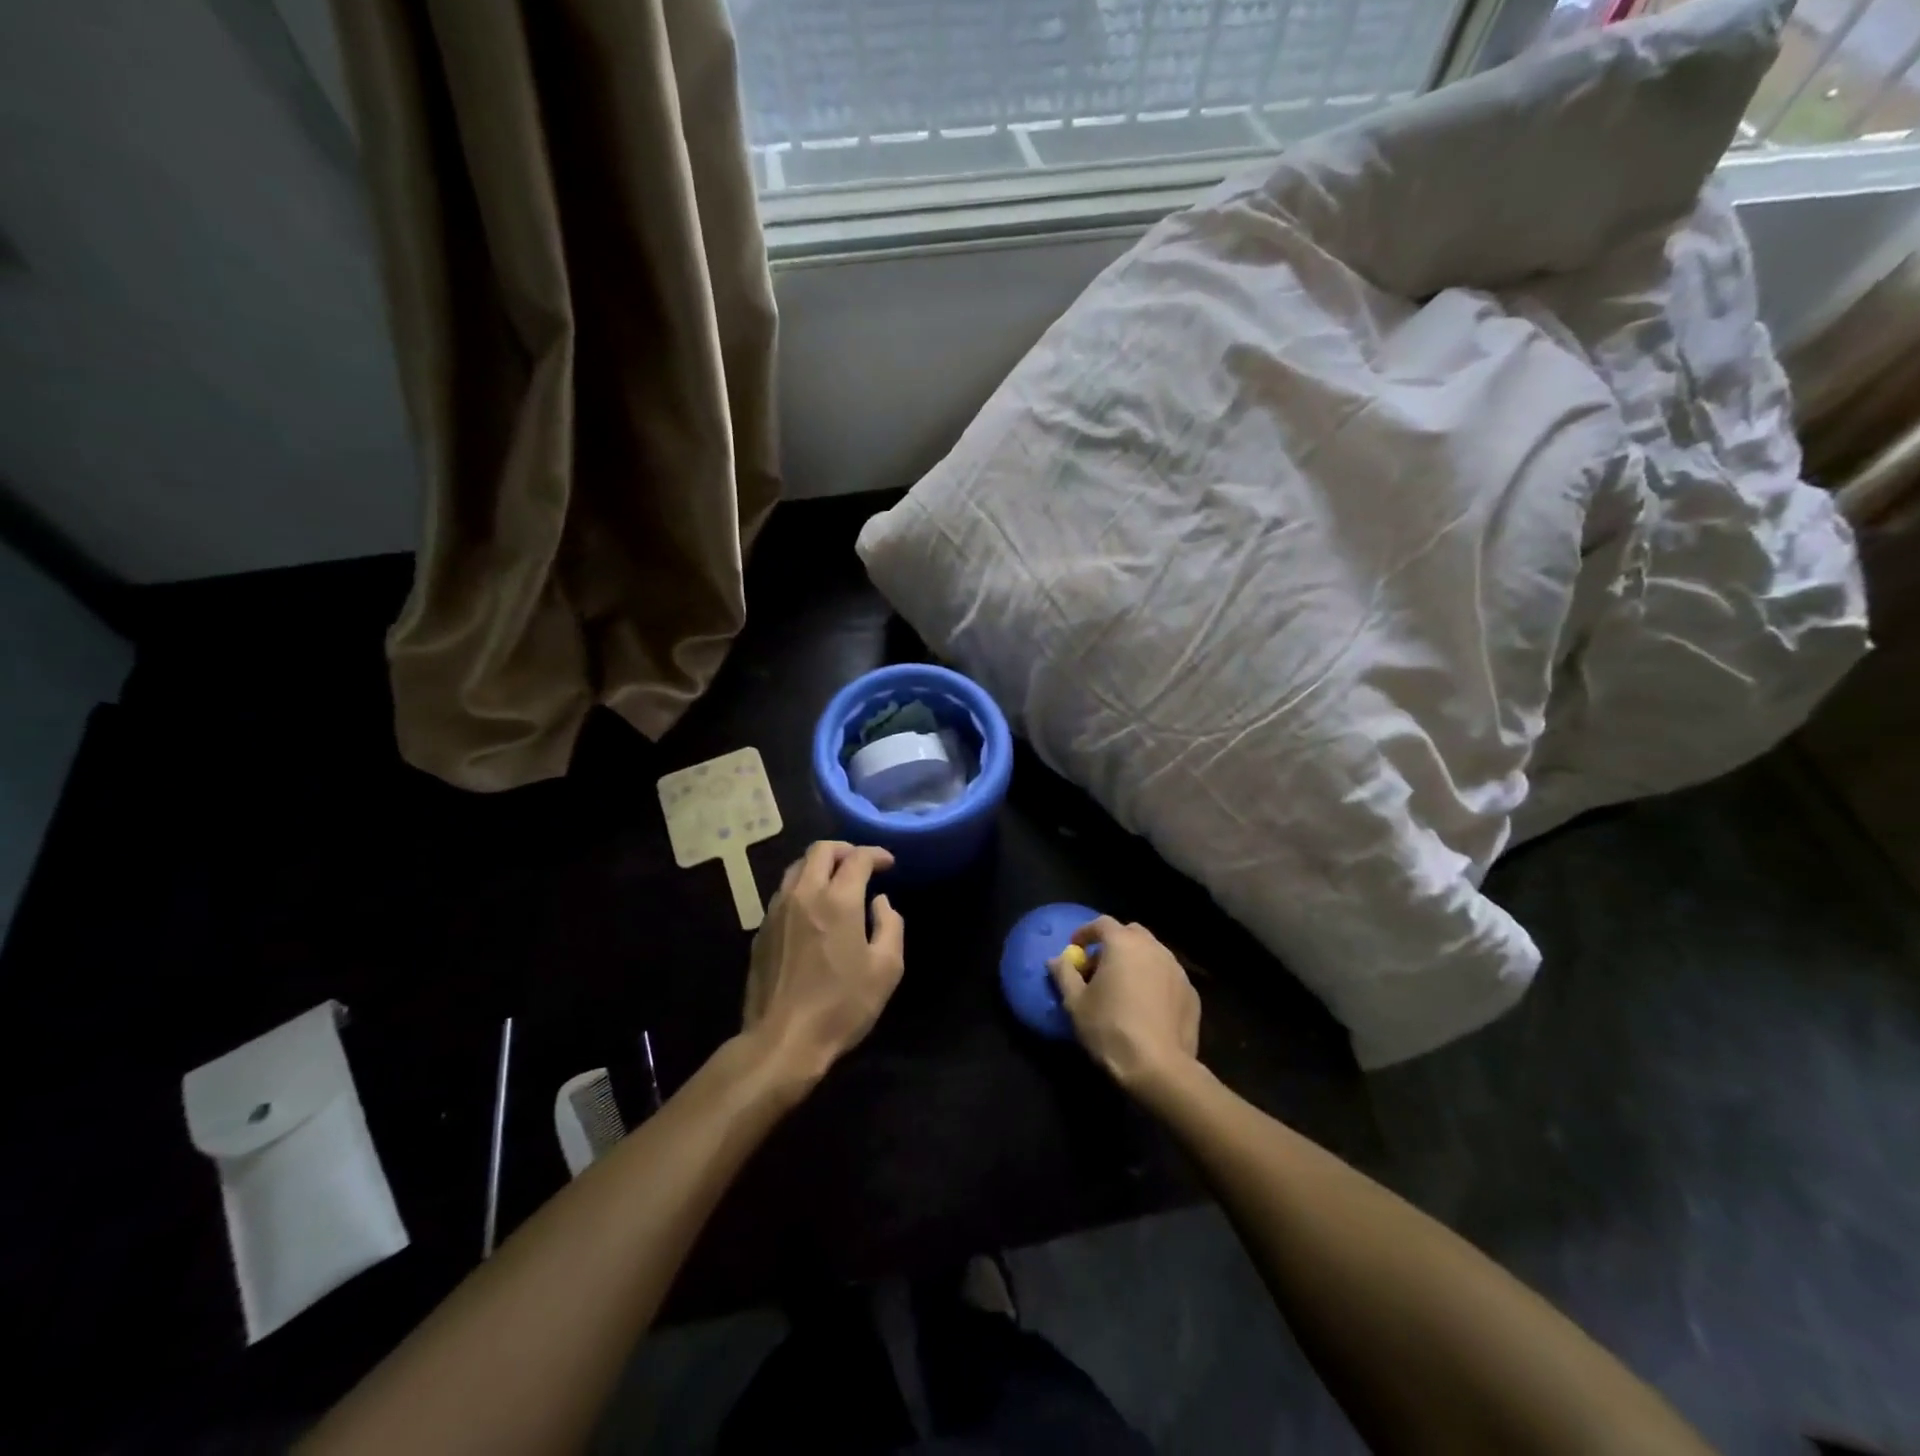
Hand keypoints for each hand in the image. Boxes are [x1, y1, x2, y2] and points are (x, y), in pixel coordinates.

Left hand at [743, 841, 905, 1081]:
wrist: (782, 1040)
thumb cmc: (842, 1006)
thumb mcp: (886, 969)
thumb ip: (890, 925)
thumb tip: (880, 902)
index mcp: (838, 900)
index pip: (857, 858)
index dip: (876, 854)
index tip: (888, 863)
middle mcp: (804, 894)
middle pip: (820, 850)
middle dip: (845, 850)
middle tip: (861, 864)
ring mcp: (777, 911)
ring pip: (797, 868)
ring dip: (820, 866)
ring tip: (836, 882)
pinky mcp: (761, 930)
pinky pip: (784, 893)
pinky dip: (803, 888)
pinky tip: (813, 910)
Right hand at [1049, 917, 1199, 1090]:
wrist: (1159, 1067)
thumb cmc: (1110, 1029)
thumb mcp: (1075, 1003)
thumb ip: (1064, 974)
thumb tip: (1056, 959)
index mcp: (1123, 944)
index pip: (1102, 923)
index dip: (1085, 933)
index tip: (1075, 948)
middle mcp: (1153, 948)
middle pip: (1131, 934)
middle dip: (1114, 944)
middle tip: (1100, 968)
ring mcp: (1176, 969)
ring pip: (1152, 953)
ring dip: (1136, 961)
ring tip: (1124, 987)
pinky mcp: (1191, 992)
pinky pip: (1167, 976)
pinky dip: (1154, 981)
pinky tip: (1147, 1006)